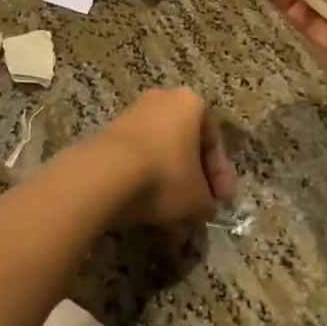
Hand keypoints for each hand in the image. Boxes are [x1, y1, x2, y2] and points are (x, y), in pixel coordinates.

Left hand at [96, 88, 235, 228]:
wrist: (104, 175)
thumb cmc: (165, 175)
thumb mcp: (198, 197)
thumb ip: (207, 202)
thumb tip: (203, 208)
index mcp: (190, 103)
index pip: (213, 139)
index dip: (220, 174)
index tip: (222, 201)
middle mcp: (160, 101)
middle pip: (184, 146)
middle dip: (192, 182)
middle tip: (198, 210)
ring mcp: (130, 117)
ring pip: (160, 157)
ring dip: (169, 189)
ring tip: (172, 223)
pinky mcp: (107, 137)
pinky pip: (136, 163)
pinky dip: (144, 187)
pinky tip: (148, 217)